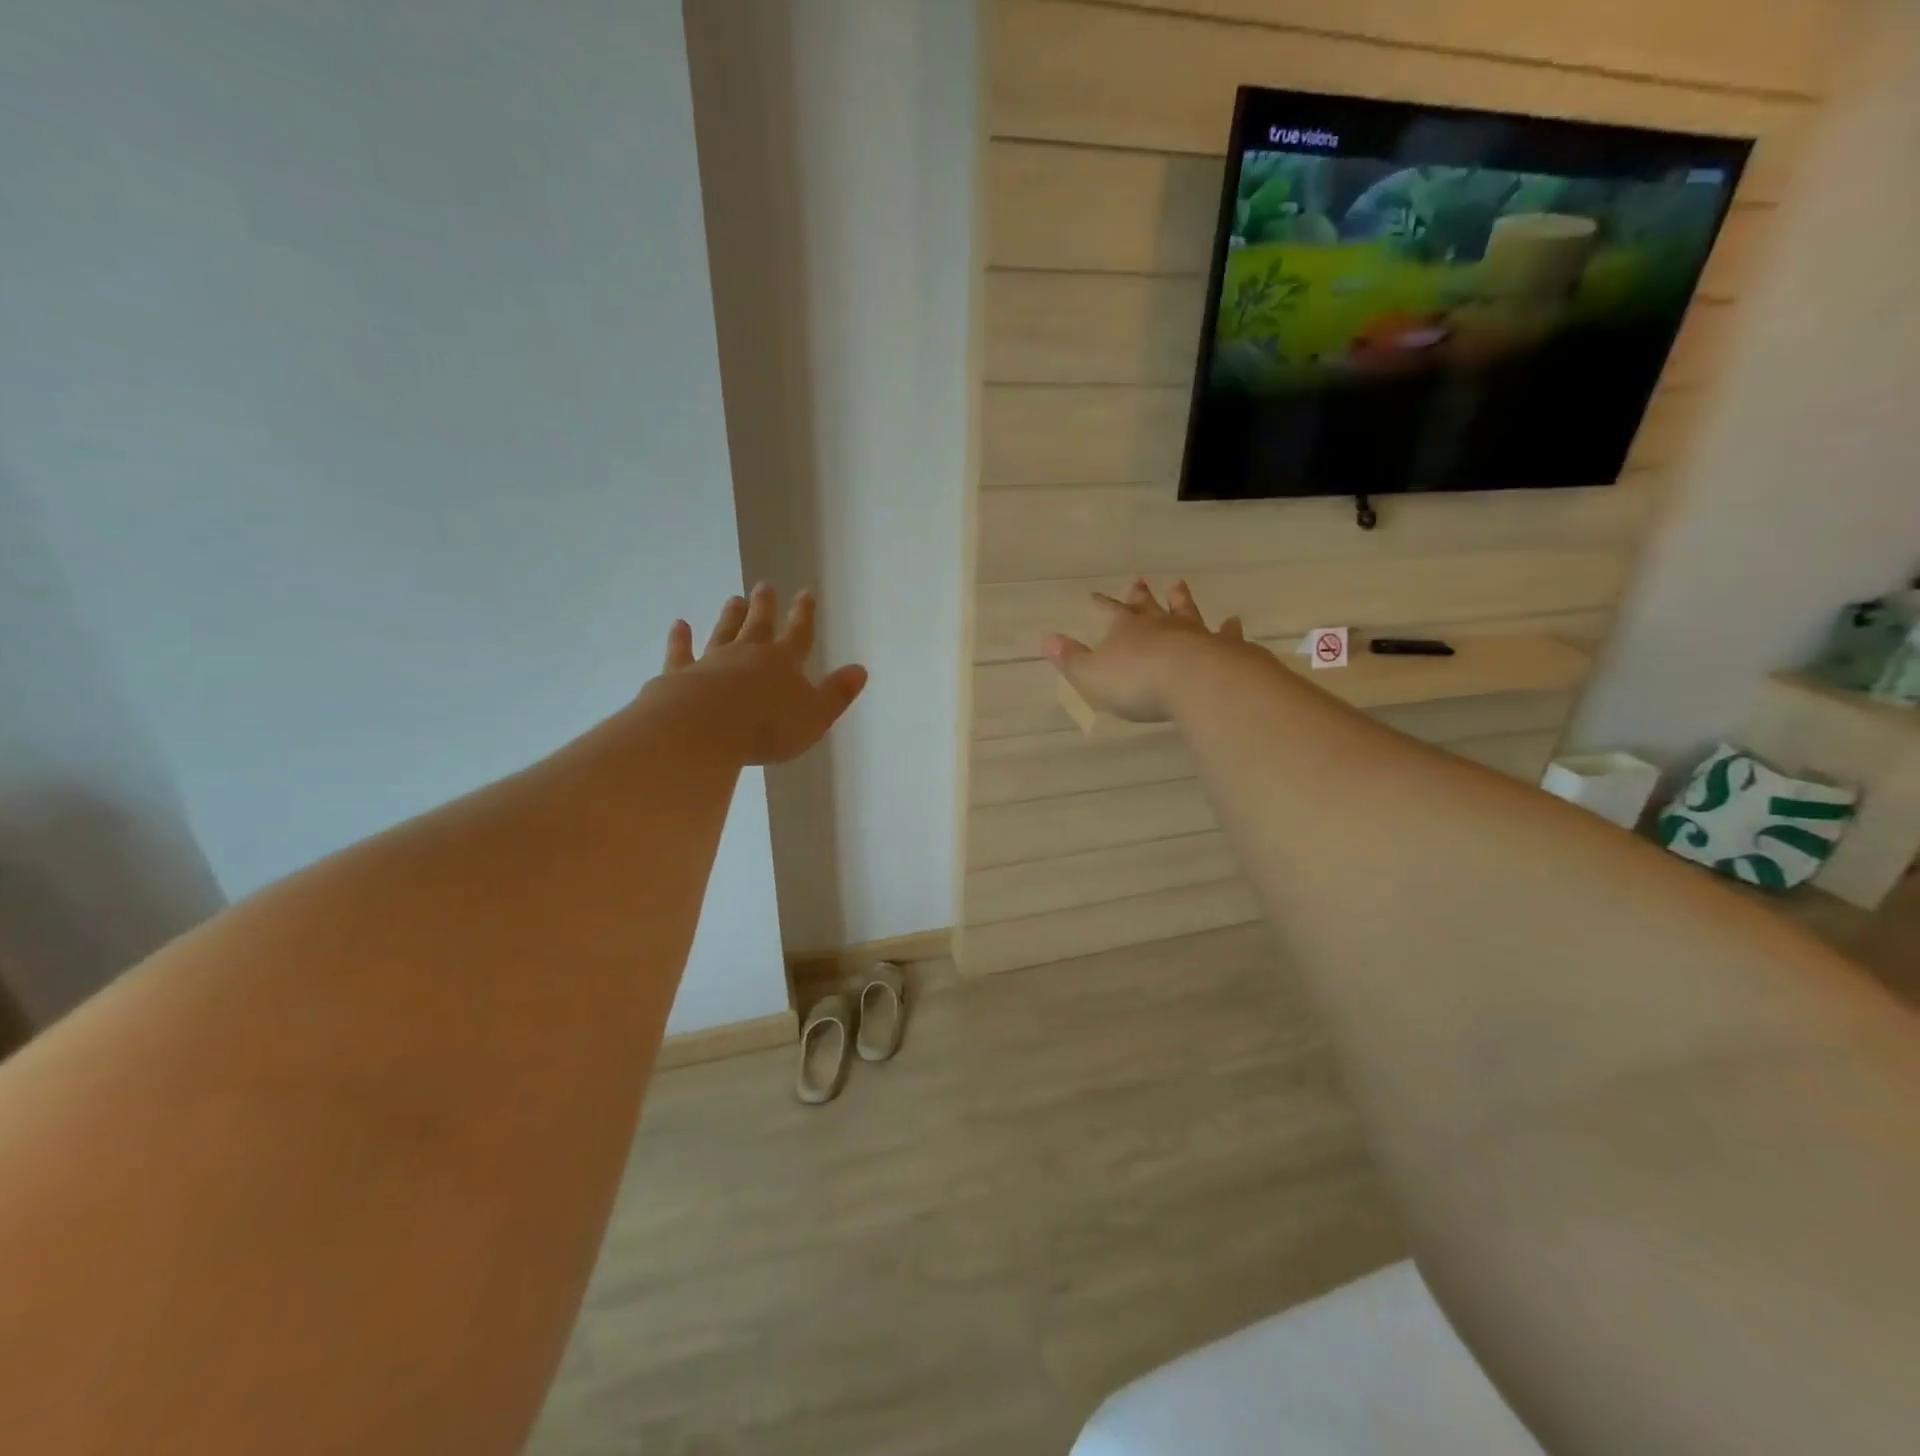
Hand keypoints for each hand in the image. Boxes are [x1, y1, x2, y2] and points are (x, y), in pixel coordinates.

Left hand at [657, 584, 867, 764]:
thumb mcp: (815, 715)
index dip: (804, 615)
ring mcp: (712, 661)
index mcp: (784, 663)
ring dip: (730, 617)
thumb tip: (860, 669)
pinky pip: (682, 652)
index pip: (798, 634)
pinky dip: (681, 639)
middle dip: (765, 606)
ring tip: (734, 599)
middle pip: (759, 625)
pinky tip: (679, 625)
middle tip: (763, 585)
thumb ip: (837, 693)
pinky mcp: (681, 674)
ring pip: (724, 633)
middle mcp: (748, 654)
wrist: (706, 728)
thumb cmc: (768, 726)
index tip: (805, 593)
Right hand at [1043, 578, 1249, 722]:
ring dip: (1180, 599)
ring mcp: (1193, 633)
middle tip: (1138, 580)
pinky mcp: (1223, 647)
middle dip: (1140, 595)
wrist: (1194, 681)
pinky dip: (1229, 628)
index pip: (1109, 612)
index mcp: (1125, 631)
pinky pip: (1225, 634)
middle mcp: (1159, 625)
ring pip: (1185, 611)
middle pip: (1147, 606)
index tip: (1093, 594)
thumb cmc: (1136, 682)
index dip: (1101, 604)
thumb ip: (1070, 658)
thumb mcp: (1091, 675)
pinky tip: (1233, 620)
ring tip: (1178, 585)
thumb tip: (1047, 639)